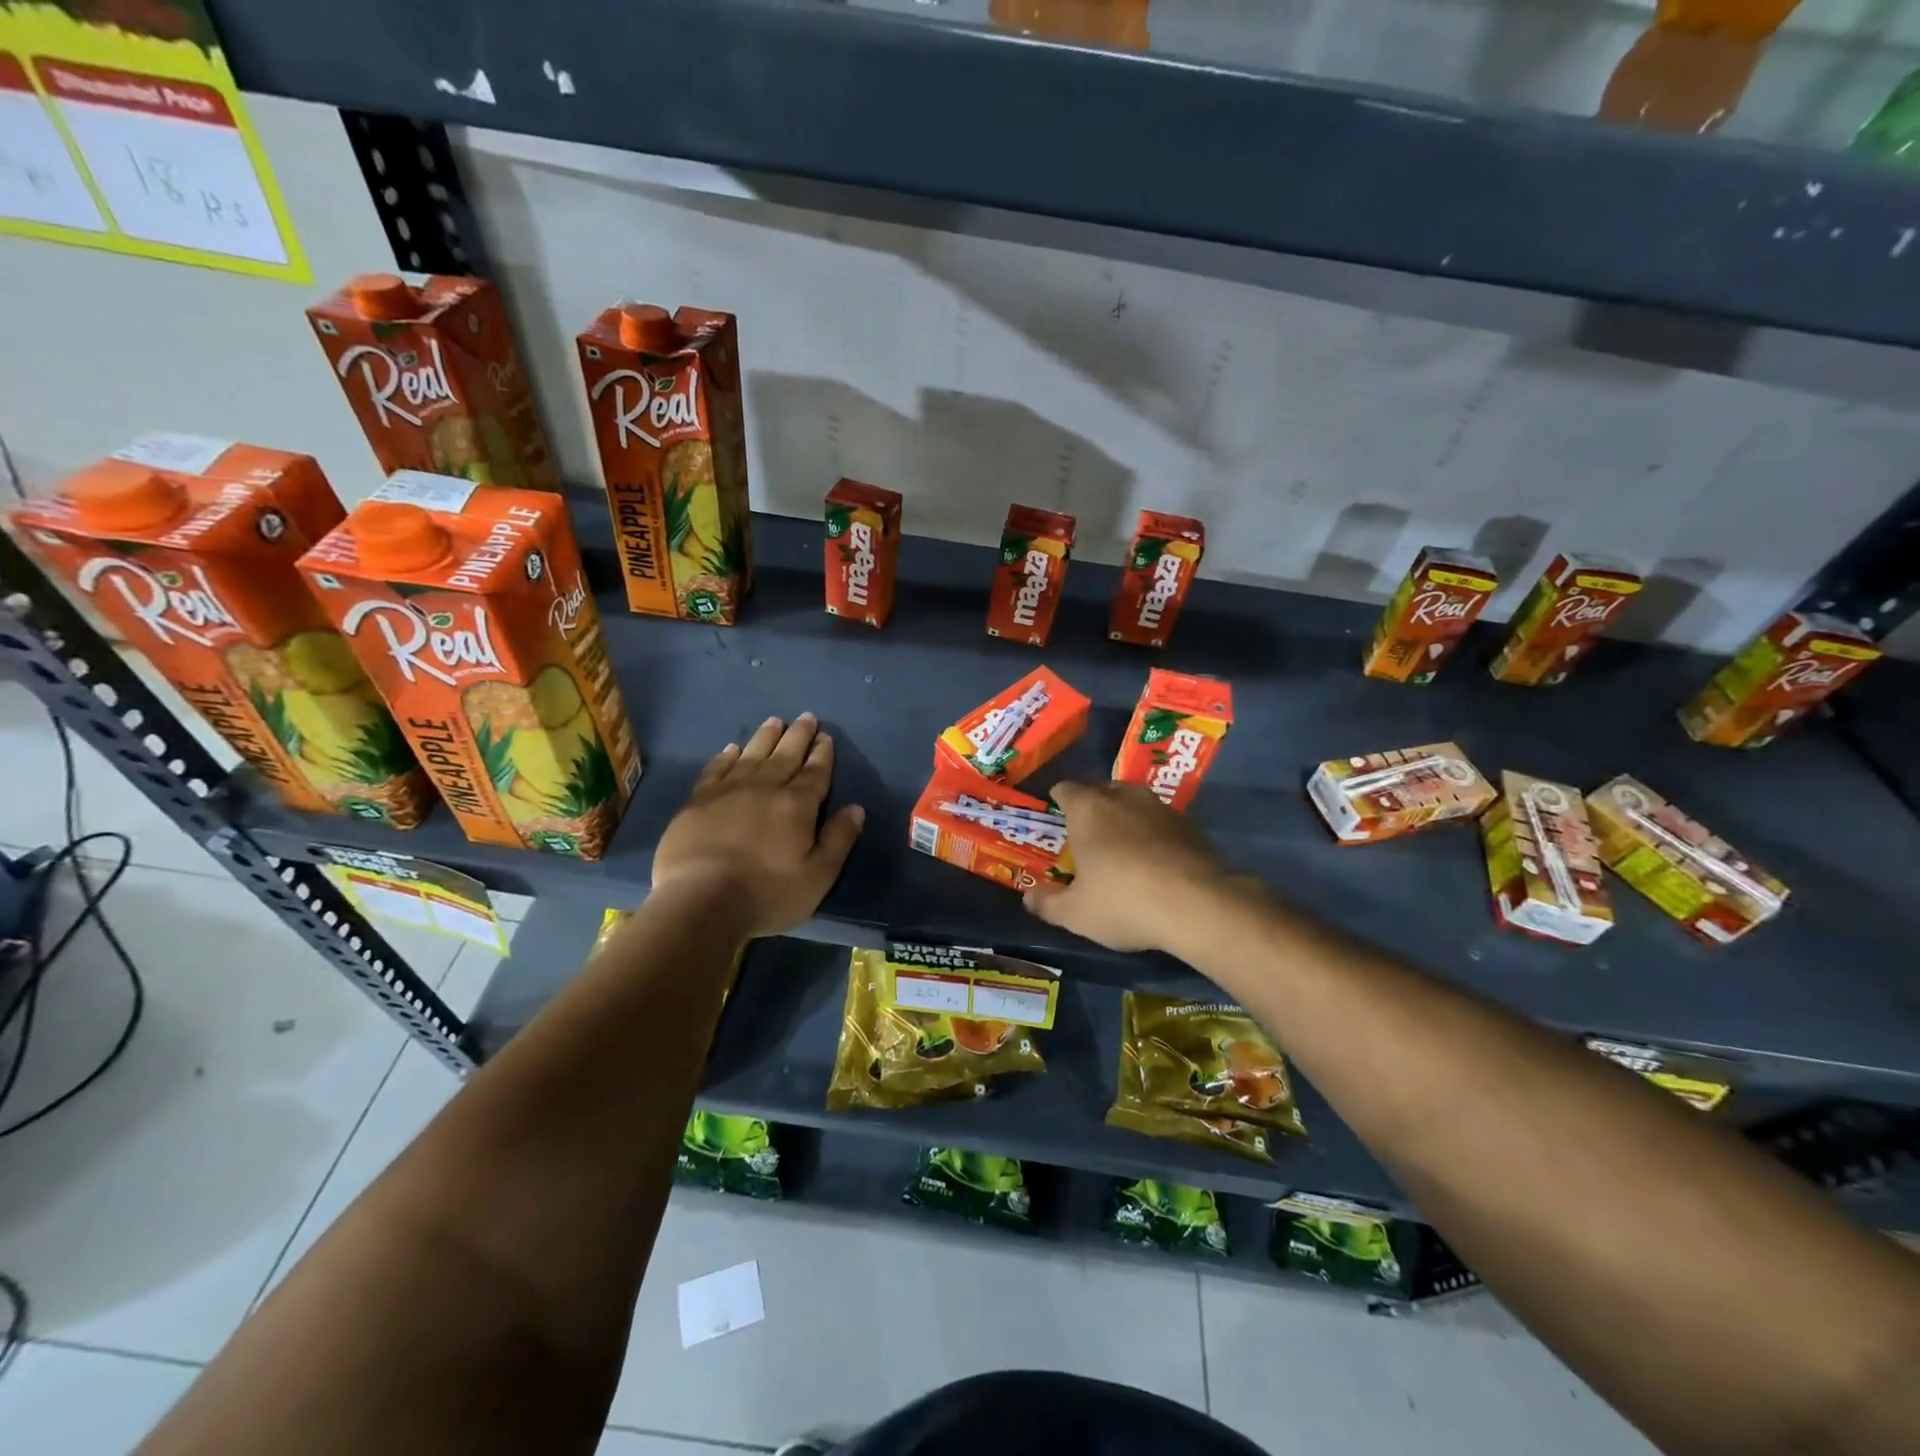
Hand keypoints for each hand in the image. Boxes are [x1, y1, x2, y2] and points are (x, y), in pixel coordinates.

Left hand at [652, 714, 864, 937]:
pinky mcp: (697, 802)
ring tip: (774, 721)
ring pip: (751, 755)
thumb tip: (856, 808)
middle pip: (785, 756)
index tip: (825, 737)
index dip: (822, 754)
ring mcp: (728, 792)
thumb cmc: (766, 894)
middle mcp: (764, 788)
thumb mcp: (818, 876)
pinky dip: (726, 756)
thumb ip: (838, 839)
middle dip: (798, 736)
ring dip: (765, 737)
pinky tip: (731, 749)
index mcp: (797, 806)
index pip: (814, 773)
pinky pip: (716, 769)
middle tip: (806, 717)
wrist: (700, 902)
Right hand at [1023, 781, 1239, 952]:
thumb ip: (1048, 903)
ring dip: (1125, 819)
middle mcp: (1123, 797)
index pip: (1066, 789)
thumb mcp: (1075, 913)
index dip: (1059, 800)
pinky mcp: (1191, 825)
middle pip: (1101, 791)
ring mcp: (1160, 808)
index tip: (1056, 816)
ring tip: (1122, 848)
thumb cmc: (1122, 902)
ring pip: (1134, 804)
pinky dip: (1154, 835)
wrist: (1198, 906)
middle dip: (1092, 808)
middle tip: (1086, 836)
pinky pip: (1161, 823)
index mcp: (1087, 808)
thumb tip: (1028, 897)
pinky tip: (1155, 863)